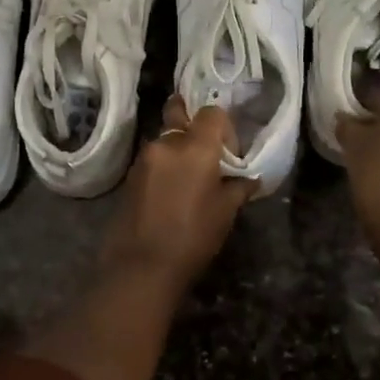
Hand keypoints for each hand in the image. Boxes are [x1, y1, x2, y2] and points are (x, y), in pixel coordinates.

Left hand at [99, 98, 252, 288]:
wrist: (142, 265)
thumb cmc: (192, 237)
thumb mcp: (225, 212)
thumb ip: (239, 187)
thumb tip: (249, 178)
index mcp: (195, 147)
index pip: (212, 113)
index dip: (224, 128)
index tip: (229, 154)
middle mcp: (167, 142)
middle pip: (181, 115)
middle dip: (194, 125)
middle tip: (206, 151)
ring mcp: (144, 157)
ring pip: (165, 137)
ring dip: (178, 148)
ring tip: (189, 178)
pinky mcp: (130, 173)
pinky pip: (153, 157)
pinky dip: (165, 163)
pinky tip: (172, 190)